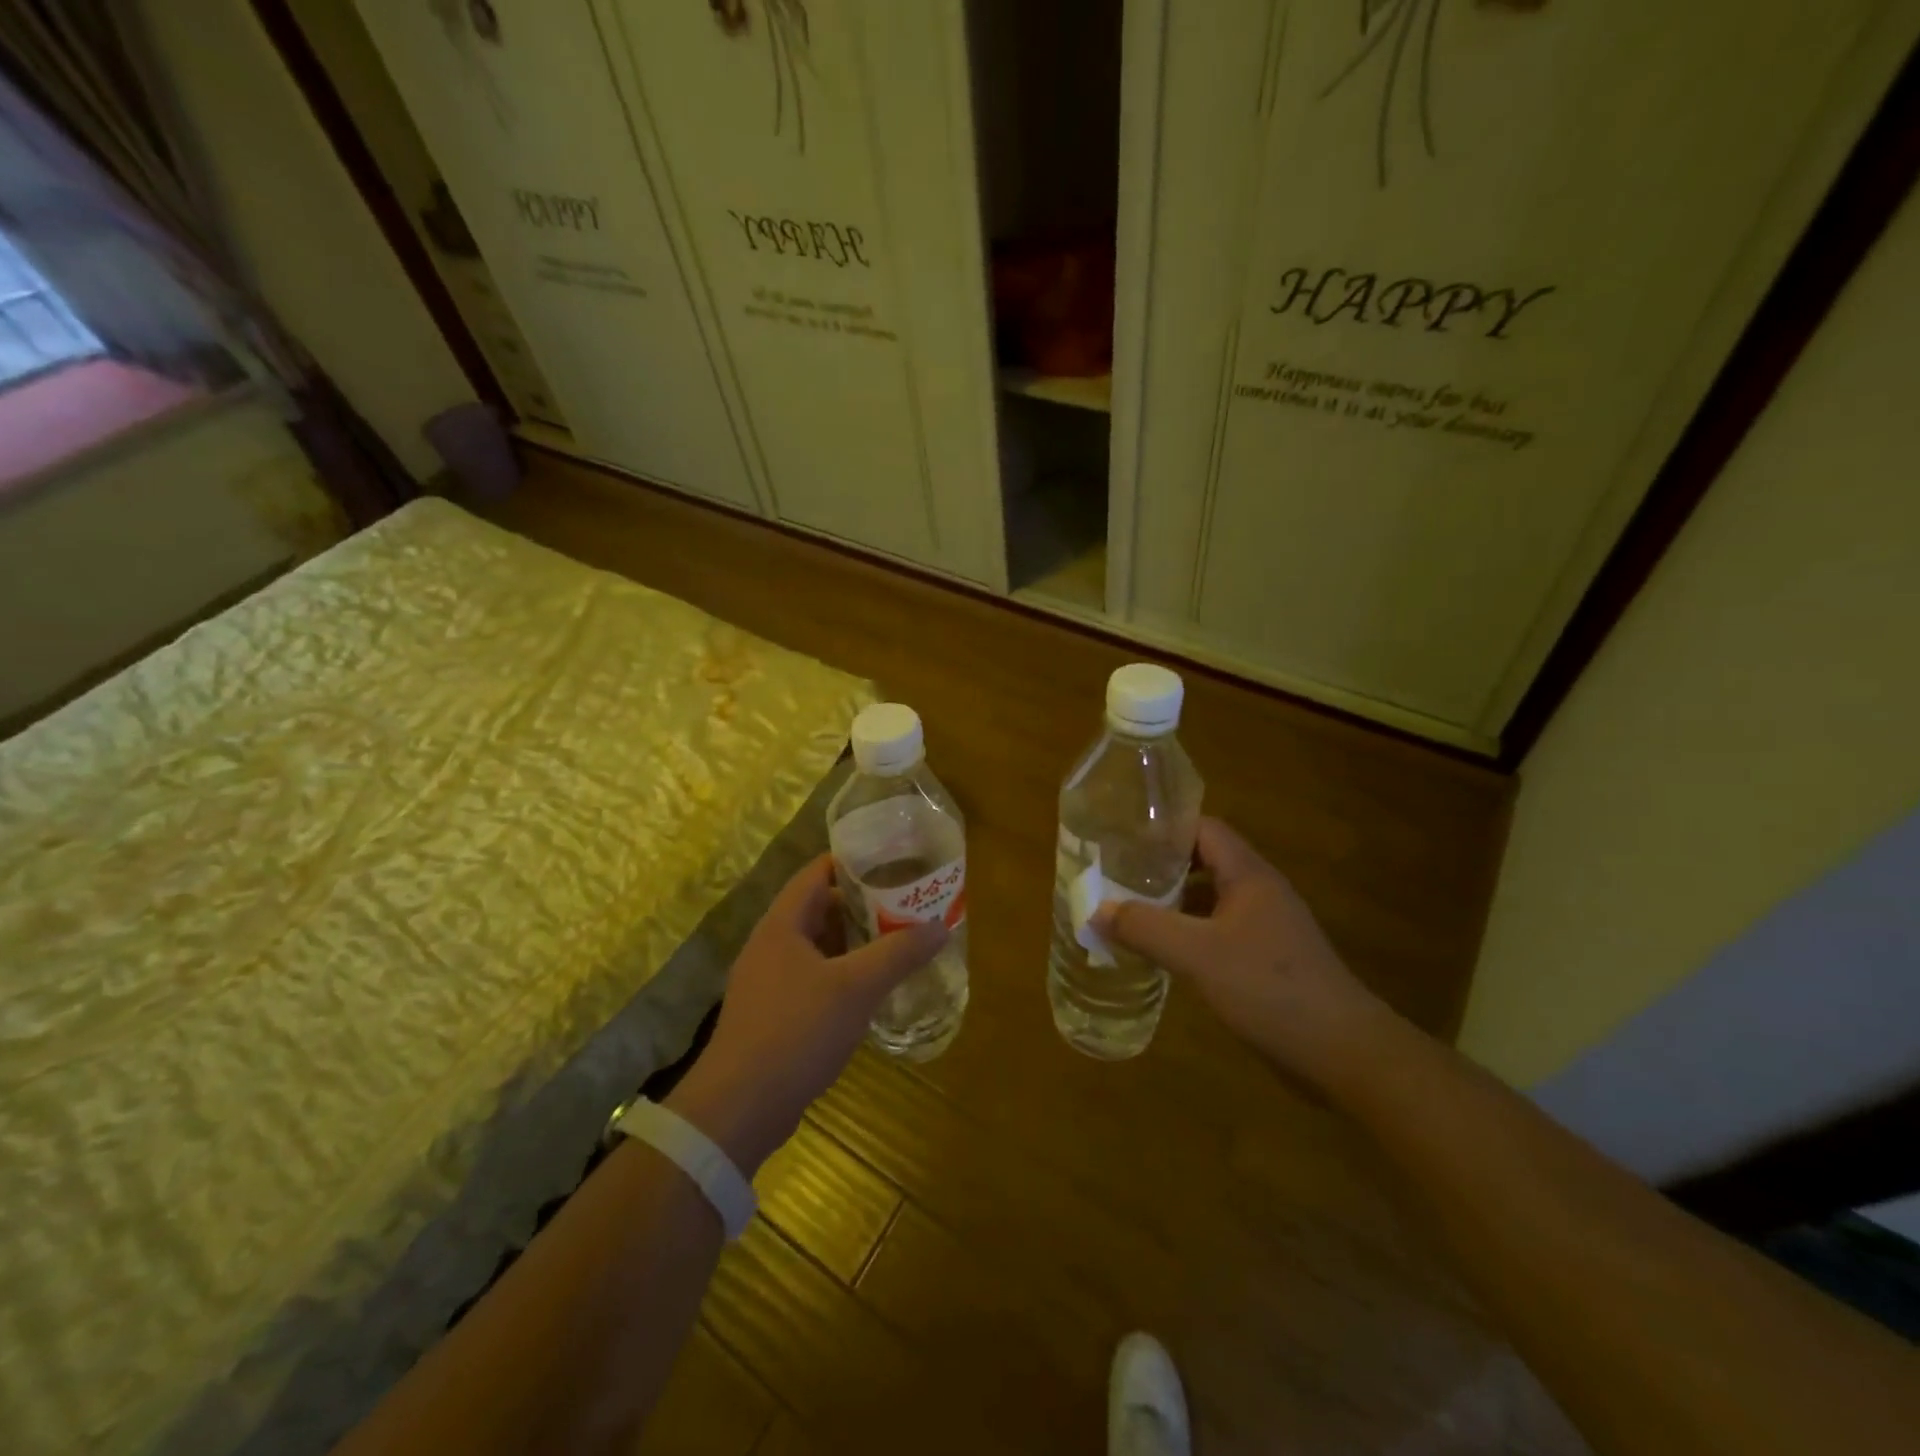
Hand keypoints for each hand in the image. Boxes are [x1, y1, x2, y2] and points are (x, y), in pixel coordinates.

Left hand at [665, 855, 945, 1173]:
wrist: (740, 1108)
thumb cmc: (796, 1031)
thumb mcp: (856, 987)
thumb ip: (898, 952)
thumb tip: (939, 926)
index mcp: (782, 924)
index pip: (817, 872)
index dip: (854, 862)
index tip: (894, 860)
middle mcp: (771, 945)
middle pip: (820, 908)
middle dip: (863, 905)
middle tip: (906, 903)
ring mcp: (769, 981)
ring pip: (818, 946)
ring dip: (854, 942)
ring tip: (897, 941)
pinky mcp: (773, 1014)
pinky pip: (813, 978)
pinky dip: (842, 974)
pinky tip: (871, 989)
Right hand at [1092, 818, 1386, 1087]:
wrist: (1343, 1051)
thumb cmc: (1269, 988)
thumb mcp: (1197, 955)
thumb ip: (1145, 928)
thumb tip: (1096, 909)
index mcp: (1249, 875)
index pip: (1203, 829)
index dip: (1164, 829)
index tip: (1123, 838)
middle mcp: (1260, 891)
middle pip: (1205, 861)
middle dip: (1161, 866)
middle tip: (1117, 875)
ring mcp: (1268, 926)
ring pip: (1211, 899)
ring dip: (1174, 902)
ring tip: (1131, 910)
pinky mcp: (1269, 959)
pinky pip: (1220, 931)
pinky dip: (1190, 933)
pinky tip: (1165, 952)